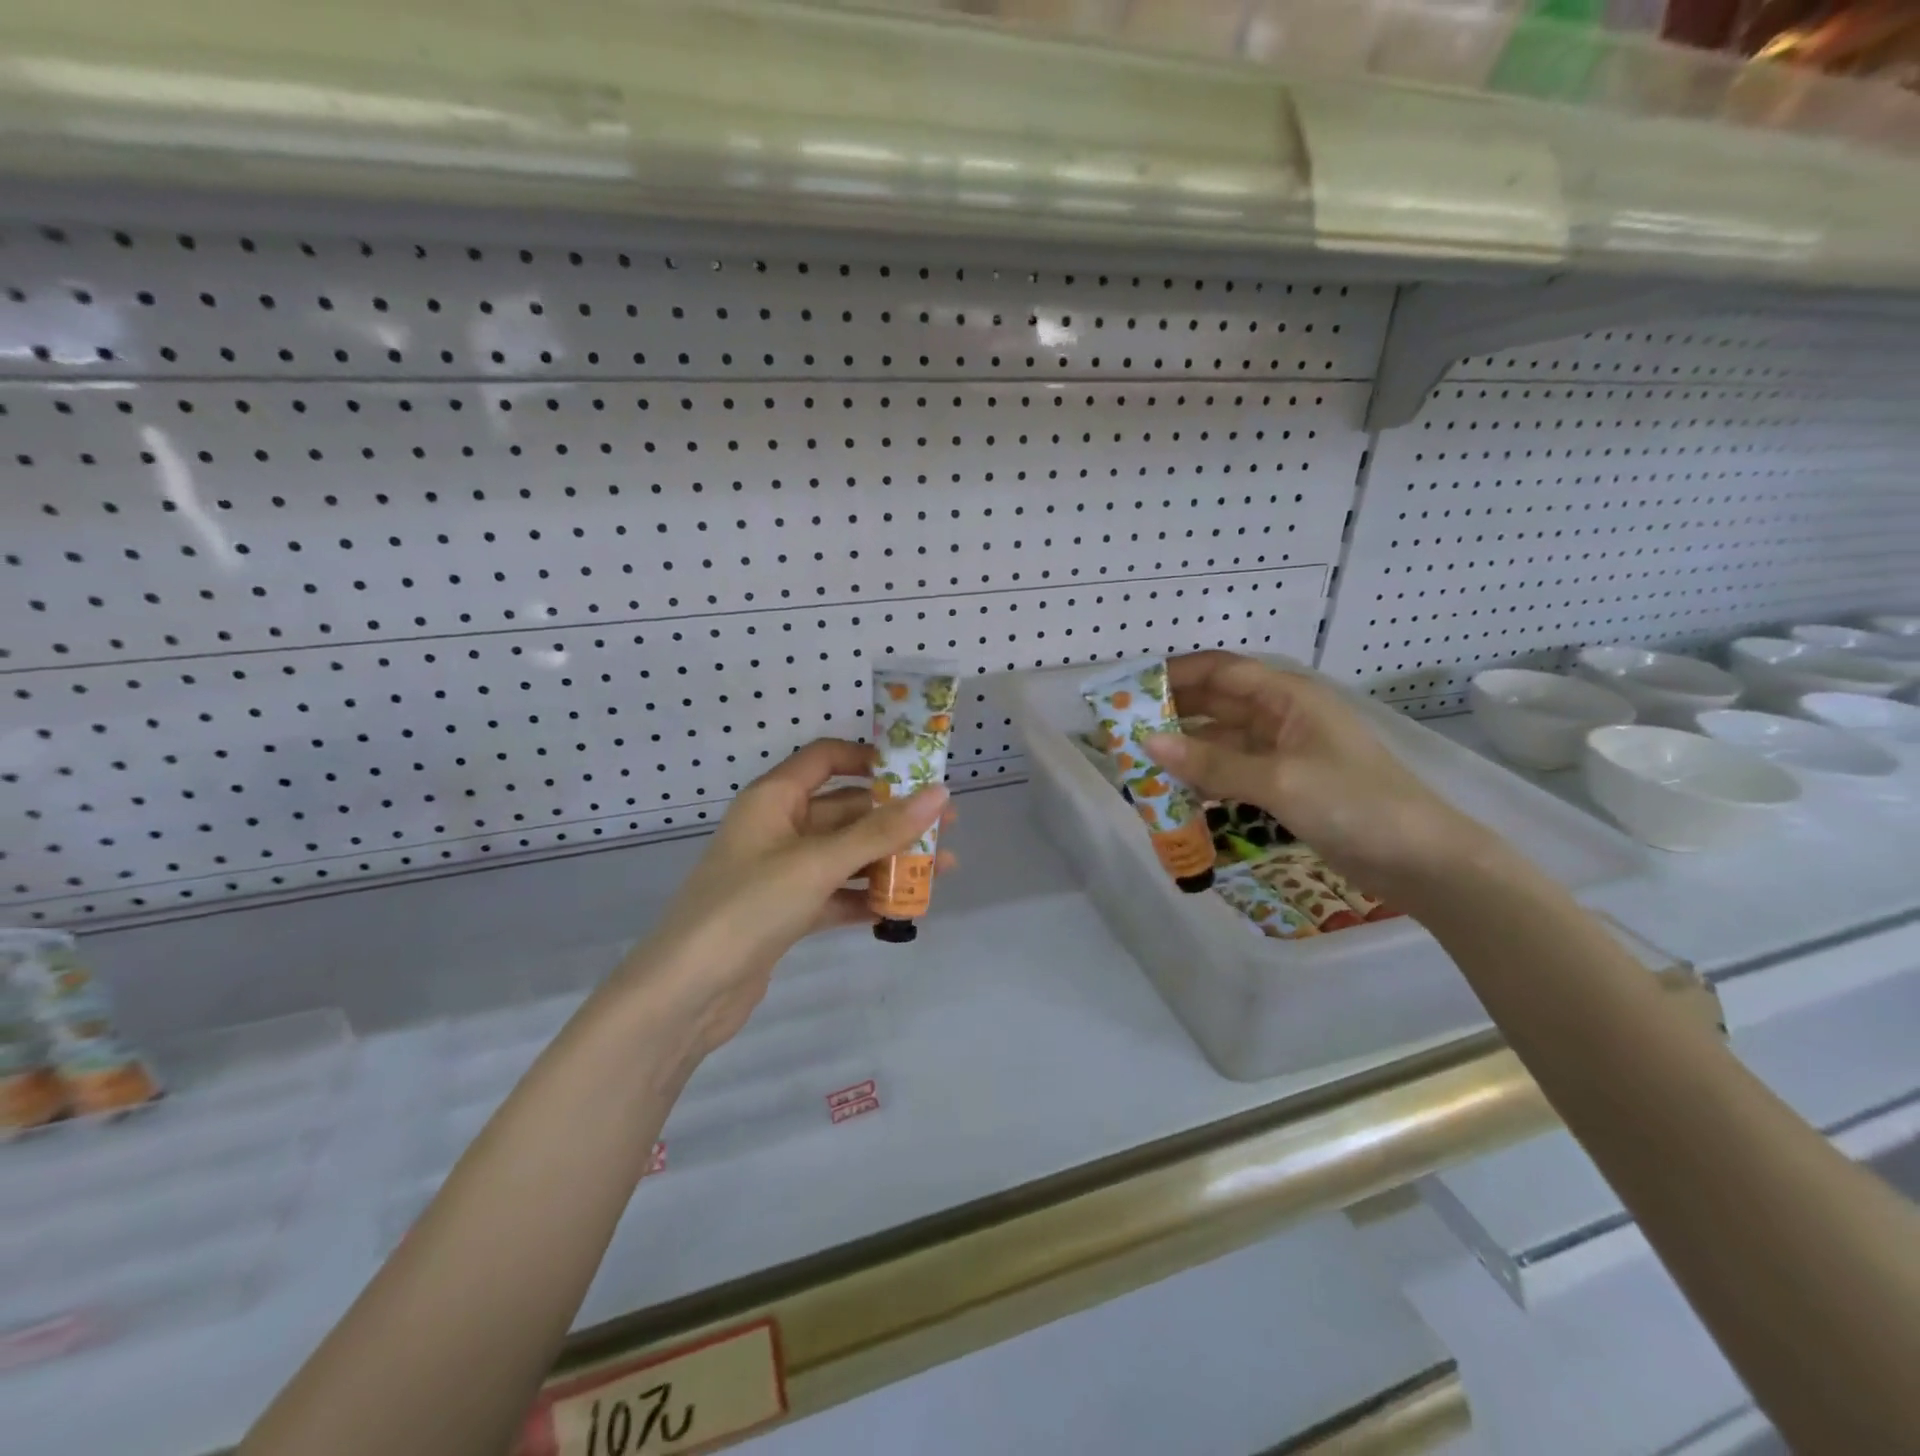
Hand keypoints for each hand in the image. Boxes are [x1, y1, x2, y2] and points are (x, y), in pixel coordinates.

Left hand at [613, 738, 951, 1064]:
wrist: (688, 992)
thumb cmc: (748, 906)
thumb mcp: (818, 862)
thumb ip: (880, 831)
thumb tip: (939, 794)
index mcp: (775, 798)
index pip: (826, 758)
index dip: (870, 758)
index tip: (918, 771)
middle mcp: (779, 827)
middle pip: (845, 810)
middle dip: (894, 819)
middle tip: (947, 829)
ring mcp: (782, 872)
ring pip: (846, 855)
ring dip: (888, 861)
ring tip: (940, 871)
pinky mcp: (787, 911)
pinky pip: (836, 892)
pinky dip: (866, 897)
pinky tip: (904, 909)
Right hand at [1143, 652, 1489, 900]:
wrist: (1423, 861)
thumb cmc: (1355, 805)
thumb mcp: (1279, 781)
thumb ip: (1211, 764)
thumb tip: (1148, 743)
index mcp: (1289, 697)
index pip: (1222, 671)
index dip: (1176, 674)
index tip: (1132, 689)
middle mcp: (1284, 716)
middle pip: (1218, 703)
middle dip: (1174, 712)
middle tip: (1126, 729)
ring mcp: (1286, 752)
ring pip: (1223, 740)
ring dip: (1186, 749)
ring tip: (1142, 763)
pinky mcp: (1287, 785)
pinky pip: (1234, 771)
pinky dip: (1206, 778)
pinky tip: (1178, 793)